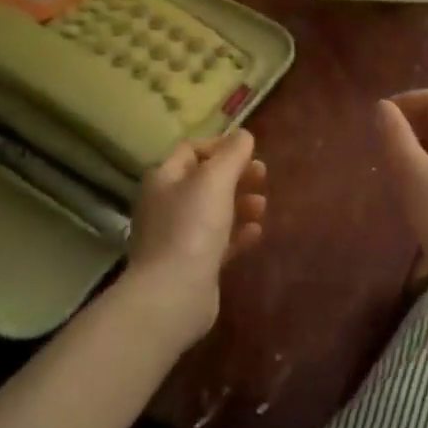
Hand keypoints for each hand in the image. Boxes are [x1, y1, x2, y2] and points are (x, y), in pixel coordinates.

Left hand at [125, 129, 267, 340]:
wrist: (174, 292)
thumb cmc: (192, 227)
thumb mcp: (215, 180)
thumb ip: (232, 155)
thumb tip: (243, 135)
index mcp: (164, 178)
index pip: (190, 150)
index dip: (219, 146)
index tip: (248, 152)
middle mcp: (166, 204)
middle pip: (204, 181)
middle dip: (235, 176)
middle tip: (263, 176)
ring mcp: (177, 236)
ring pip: (213, 212)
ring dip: (240, 204)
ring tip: (262, 206)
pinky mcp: (192, 264)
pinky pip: (217, 241)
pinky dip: (237, 234)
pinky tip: (255, 233)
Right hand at [374, 90, 427, 296]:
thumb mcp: (413, 175)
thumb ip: (396, 137)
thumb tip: (383, 108)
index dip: (405, 101)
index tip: (378, 120)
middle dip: (409, 125)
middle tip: (381, 145)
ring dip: (416, 148)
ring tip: (391, 167)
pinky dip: (427, 168)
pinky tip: (412, 191)